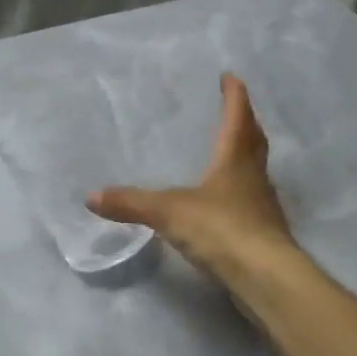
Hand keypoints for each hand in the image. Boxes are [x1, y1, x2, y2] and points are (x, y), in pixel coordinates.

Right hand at [88, 74, 297, 283]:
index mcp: (235, 159)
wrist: (266, 278)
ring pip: (256, 171)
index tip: (231, 77)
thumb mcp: (168, 212)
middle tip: (237, 110)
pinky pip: (251, 201)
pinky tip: (226, 202)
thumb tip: (90, 197)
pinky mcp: (264, 234)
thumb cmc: (221, 229)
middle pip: (253, 142)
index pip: (237, 118)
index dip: (235, 96)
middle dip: (245, 123)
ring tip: (229, 153)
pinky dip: (240, 191)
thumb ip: (131, 203)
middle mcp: (254, 177)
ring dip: (246, 157)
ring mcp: (263, 206)